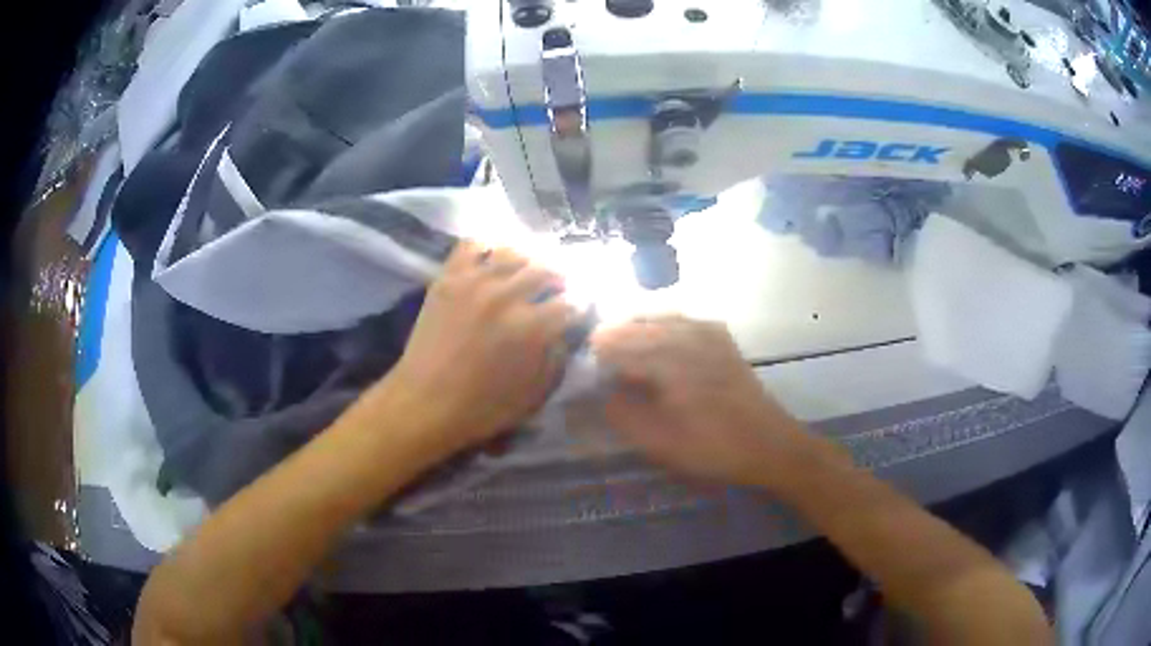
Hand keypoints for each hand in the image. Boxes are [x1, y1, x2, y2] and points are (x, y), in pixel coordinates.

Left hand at [385, 241, 575, 453]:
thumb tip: (564, 332)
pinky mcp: (448, 277)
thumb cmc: (481, 408)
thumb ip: (557, 359)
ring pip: (514, 251)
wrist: (423, 403)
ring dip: (529, 261)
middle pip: (547, 269)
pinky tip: (493, 262)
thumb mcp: (534, 396)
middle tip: (559, 290)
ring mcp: (474, 281)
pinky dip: (488, 248)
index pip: (571, 302)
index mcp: (531, 327)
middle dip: (561, 280)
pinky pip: (473, 244)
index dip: (580, 307)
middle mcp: (506, 295)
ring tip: (527, 274)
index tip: (578, 312)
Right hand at [592, 316, 825, 491]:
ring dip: (634, 328)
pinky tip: (657, 340)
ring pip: (658, 317)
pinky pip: (682, 320)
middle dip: (612, 337)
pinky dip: (662, 325)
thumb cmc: (714, 447)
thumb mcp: (660, 443)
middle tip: (595, 357)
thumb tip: (599, 392)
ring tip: (619, 347)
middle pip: (636, 325)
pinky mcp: (721, 339)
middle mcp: (686, 336)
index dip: (595, 354)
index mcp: (668, 360)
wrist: (770, 444)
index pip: (617, 345)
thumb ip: (623, 415)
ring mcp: (707, 333)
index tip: (581, 367)